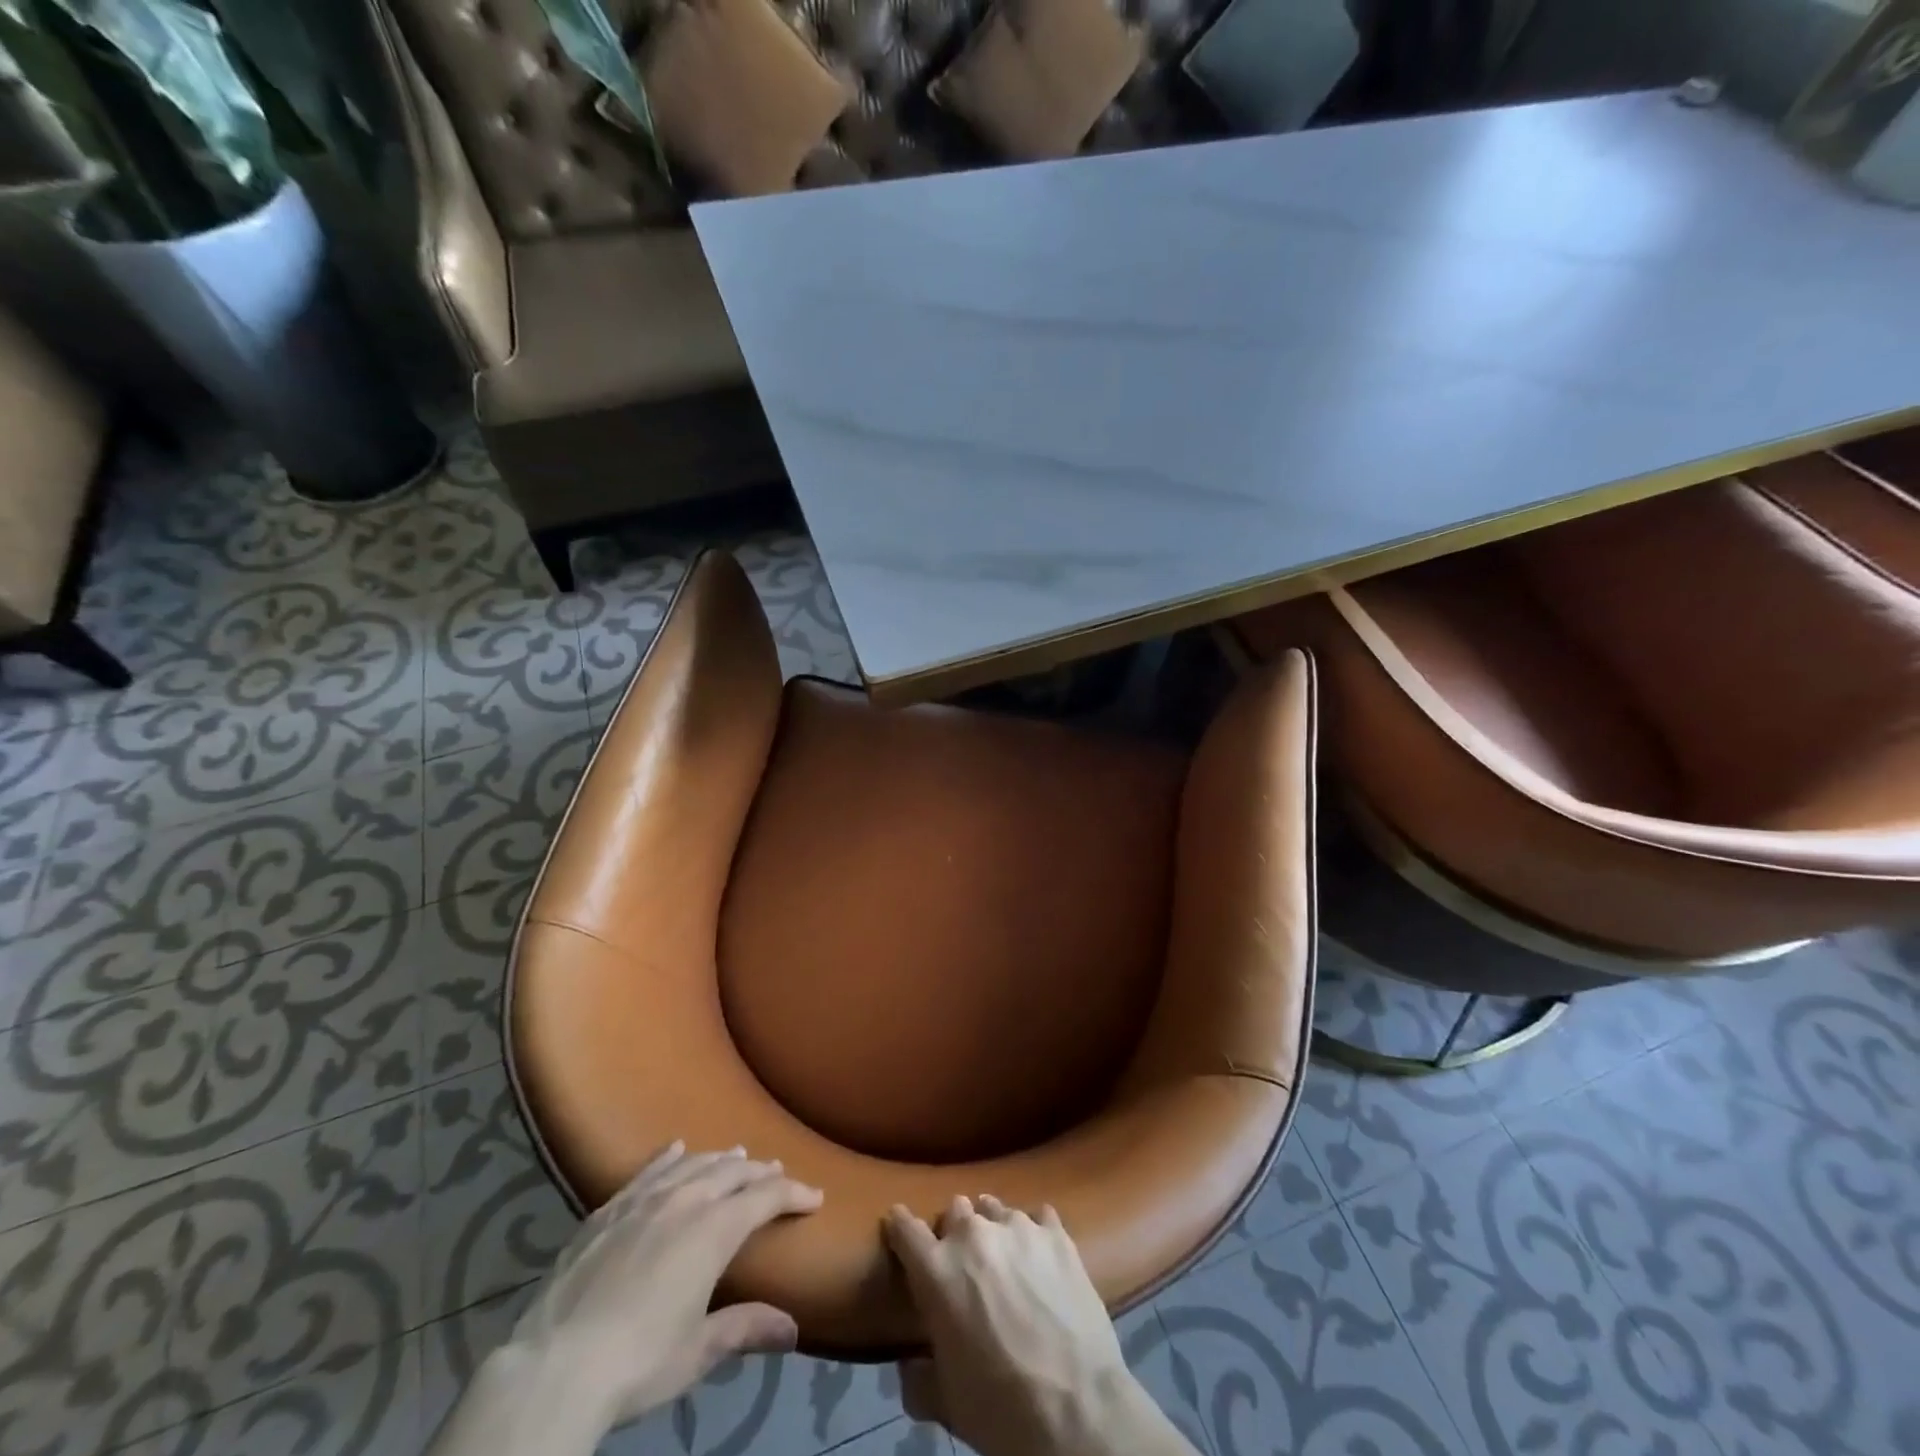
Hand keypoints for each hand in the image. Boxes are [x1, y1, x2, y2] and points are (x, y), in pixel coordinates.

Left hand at [509, 1143, 822, 1427]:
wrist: (554, 1366)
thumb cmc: (637, 1362)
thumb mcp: (698, 1351)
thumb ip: (745, 1328)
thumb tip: (793, 1329)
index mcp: (715, 1229)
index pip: (767, 1197)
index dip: (794, 1193)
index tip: (814, 1197)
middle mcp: (685, 1200)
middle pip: (733, 1172)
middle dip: (760, 1172)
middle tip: (778, 1173)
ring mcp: (644, 1199)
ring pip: (694, 1164)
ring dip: (721, 1160)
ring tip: (737, 1157)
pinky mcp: (608, 1209)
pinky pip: (648, 1170)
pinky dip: (669, 1157)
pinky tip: (677, 1148)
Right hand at [885, 1196, 1187, 1455]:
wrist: (1077, 1408)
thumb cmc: (1000, 1407)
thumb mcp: (946, 1402)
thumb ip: (918, 1377)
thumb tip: (910, 1366)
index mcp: (937, 1270)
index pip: (905, 1228)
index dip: (899, 1227)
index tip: (898, 1226)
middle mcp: (973, 1234)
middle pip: (955, 1211)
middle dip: (954, 1232)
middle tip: (964, 1264)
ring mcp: (1018, 1227)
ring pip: (994, 1209)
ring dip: (992, 1228)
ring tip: (1004, 1256)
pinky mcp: (1056, 1233)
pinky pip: (1038, 1216)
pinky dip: (1035, 1232)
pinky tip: (1041, 1256)